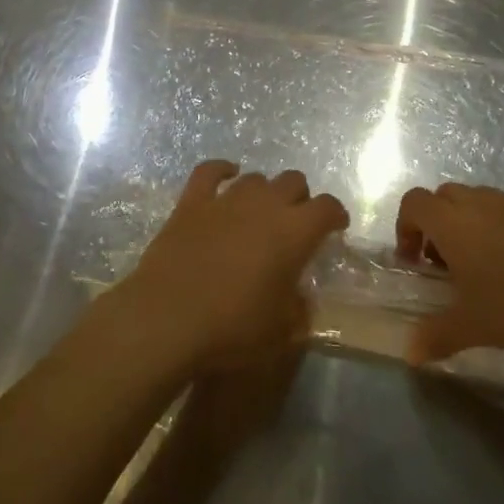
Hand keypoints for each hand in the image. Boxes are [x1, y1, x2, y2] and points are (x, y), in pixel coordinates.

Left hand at [112, 161, 347, 376]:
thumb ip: (297, 309)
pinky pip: (209, 172)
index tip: (336, 226)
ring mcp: (226, 200)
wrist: (167, 320)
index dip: (335, 215)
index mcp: (294, 233)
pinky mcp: (192, 202)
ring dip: (263, 191)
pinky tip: (227, 174)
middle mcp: (264, 206)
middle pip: (292, 181)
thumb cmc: (232, 329)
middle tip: (295, 222)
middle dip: (299, 198)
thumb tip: (298, 296)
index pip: (327, 208)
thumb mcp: (280, 333)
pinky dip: (221, 170)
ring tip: (260, 210)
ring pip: (255, 178)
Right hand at [395, 183, 503, 362]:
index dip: (405, 228)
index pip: (413, 203)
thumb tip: (410, 353)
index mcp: (452, 223)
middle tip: (445, 265)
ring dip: (468, 222)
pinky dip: (503, 224)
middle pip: (442, 197)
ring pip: (477, 199)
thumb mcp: (475, 327)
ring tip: (483, 263)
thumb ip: (437, 336)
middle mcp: (478, 203)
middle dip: (435, 224)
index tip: (415, 262)